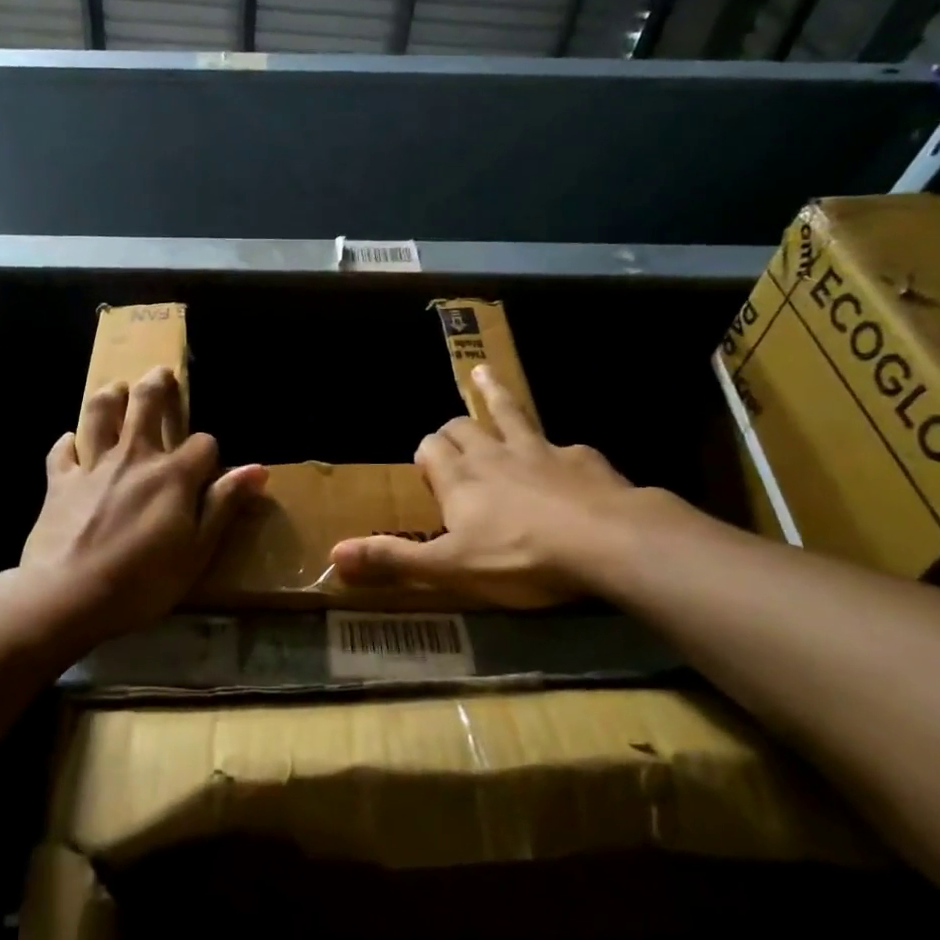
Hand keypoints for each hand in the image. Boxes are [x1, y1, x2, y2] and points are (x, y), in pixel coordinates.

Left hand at [19, 365, 265, 643]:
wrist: (67, 596)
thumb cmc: (143, 580)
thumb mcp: (198, 551)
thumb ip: (224, 505)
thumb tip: (258, 468)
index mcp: (173, 475)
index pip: (202, 443)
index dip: (209, 450)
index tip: (208, 466)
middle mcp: (134, 457)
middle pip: (146, 403)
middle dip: (157, 385)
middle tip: (161, 374)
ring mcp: (93, 466)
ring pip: (100, 413)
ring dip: (110, 396)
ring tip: (117, 389)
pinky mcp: (59, 481)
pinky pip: (62, 450)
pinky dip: (68, 442)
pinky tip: (72, 441)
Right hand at [329, 365, 640, 607]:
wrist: (605, 541)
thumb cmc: (519, 557)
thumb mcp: (450, 567)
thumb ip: (394, 559)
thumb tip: (334, 555)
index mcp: (460, 478)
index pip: (430, 448)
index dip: (426, 454)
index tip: (427, 466)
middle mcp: (494, 454)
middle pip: (463, 427)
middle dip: (453, 430)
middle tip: (453, 439)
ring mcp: (540, 450)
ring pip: (509, 412)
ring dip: (494, 393)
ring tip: (482, 372)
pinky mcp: (581, 458)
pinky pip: (563, 444)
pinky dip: (556, 447)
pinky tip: (567, 456)